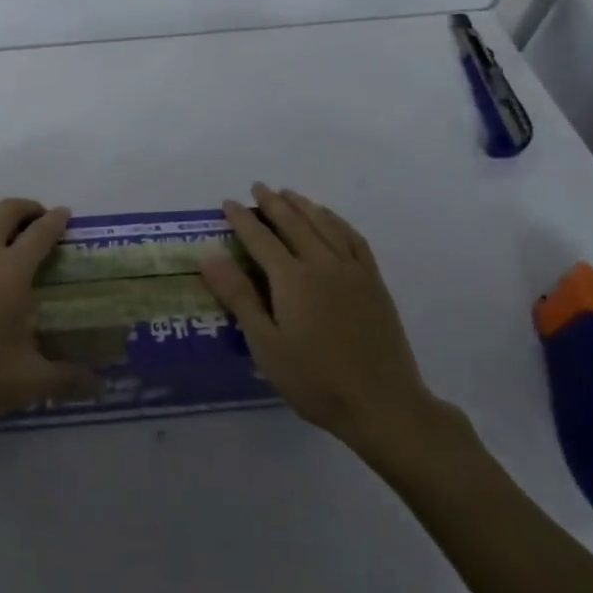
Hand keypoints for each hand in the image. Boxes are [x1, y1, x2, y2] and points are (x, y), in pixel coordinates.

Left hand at [0, 199, 97, 428]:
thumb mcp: (25, 382)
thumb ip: (66, 380)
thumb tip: (99, 385)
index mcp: (11, 271)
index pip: (41, 232)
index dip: (56, 220)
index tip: (65, 216)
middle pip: (7, 210)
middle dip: (27, 208)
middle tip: (38, 219)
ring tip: (3, 221)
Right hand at [200, 184, 446, 452]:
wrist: (383, 404)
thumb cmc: (315, 380)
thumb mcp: (266, 345)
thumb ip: (239, 297)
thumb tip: (210, 256)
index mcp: (292, 279)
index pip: (260, 237)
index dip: (242, 218)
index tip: (227, 203)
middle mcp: (322, 263)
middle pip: (293, 222)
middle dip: (272, 202)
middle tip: (257, 187)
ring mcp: (352, 270)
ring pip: (324, 224)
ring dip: (304, 205)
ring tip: (289, 194)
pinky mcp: (374, 282)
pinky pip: (353, 238)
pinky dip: (337, 221)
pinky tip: (330, 218)